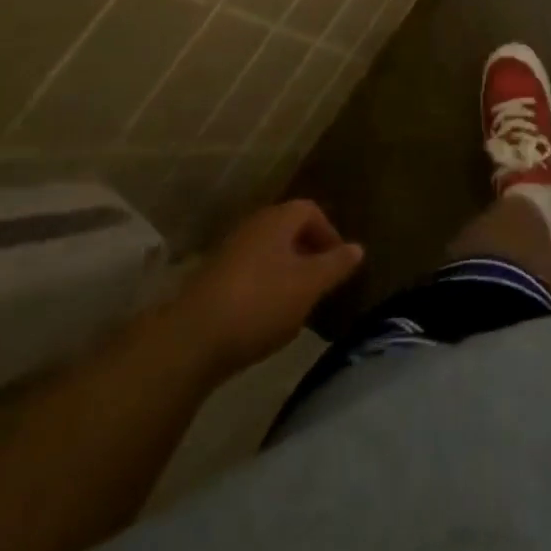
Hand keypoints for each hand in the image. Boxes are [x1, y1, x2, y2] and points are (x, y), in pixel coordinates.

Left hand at [177, 201, 363, 375]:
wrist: (191, 339)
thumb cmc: (260, 302)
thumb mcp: (309, 285)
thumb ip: (336, 265)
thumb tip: (358, 248)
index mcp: (278, 219)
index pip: (312, 211)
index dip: (329, 234)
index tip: (339, 264)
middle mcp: (254, 226)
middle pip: (289, 231)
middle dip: (309, 254)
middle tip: (321, 284)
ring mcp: (230, 252)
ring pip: (269, 254)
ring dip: (287, 274)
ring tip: (298, 305)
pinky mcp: (213, 280)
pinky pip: (250, 274)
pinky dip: (265, 289)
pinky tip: (266, 318)